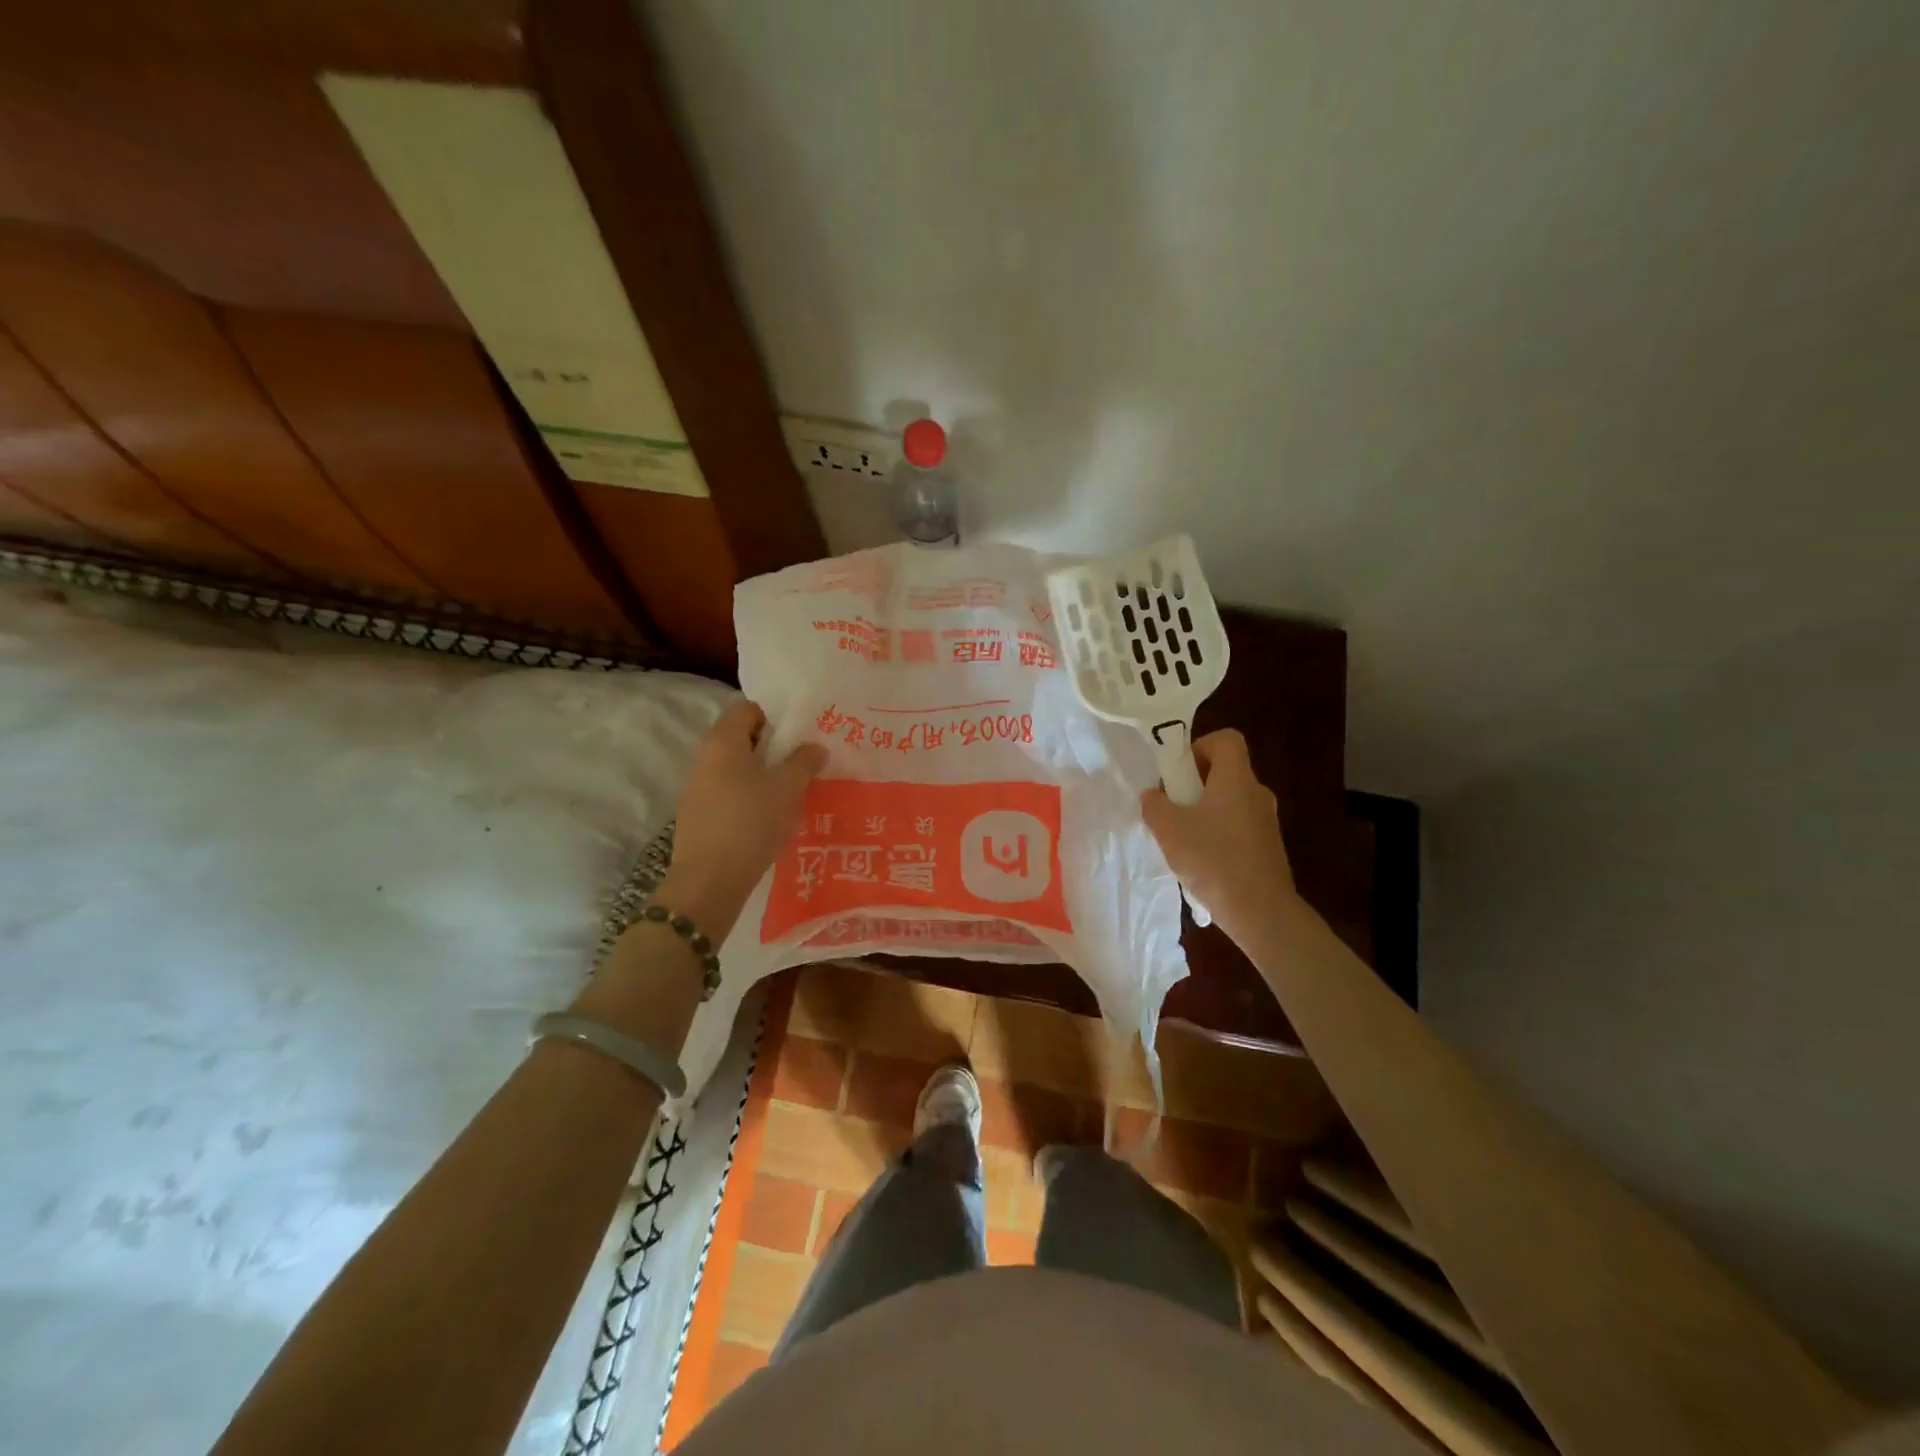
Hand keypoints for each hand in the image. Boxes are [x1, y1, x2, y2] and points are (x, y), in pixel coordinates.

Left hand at [655, 700, 826, 937]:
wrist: (709, 881)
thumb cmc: (751, 821)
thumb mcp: (788, 788)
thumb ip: (804, 761)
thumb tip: (815, 746)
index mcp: (723, 742)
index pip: (747, 708)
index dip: (776, 713)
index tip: (803, 727)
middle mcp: (705, 759)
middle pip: (743, 739)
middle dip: (775, 745)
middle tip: (807, 757)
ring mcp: (698, 790)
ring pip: (738, 769)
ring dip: (765, 774)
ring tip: (796, 788)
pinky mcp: (701, 818)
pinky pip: (731, 795)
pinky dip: (752, 797)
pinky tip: (774, 815)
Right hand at [1139, 729, 1294, 926]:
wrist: (1260, 911)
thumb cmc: (1213, 860)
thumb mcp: (1169, 830)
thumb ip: (1155, 806)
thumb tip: (1153, 795)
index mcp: (1237, 779)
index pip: (1227, 739)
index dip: (1200, 746)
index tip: (1178, 772)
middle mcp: (1256, 793)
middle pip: (1225, 771)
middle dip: (1194, 783)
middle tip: (1171, 805)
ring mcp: (1266, 821)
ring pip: (1229, 800)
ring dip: (1203, 810)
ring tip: (1181, 837)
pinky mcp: (1267, 847)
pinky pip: (1237, 825)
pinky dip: (1217, 832)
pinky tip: (1200, 860)